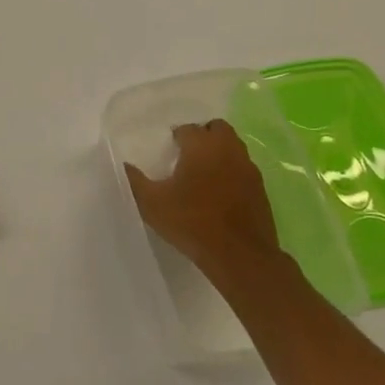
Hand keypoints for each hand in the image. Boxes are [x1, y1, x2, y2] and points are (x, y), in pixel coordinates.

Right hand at [124, 119, 280, 279]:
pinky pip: (243, 169)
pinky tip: (221, 194)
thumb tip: (123, 165)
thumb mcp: (152, 204)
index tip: (168, 152)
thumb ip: (134, 181)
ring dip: (219, 153)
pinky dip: (232, 173)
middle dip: (202, 136)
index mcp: (201, 145)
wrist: (240, 256)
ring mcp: (248, 168)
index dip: (176, 138)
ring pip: (233, 147)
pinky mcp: (261, 188)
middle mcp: (228, 148)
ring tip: (203, 175)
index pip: (187, 129)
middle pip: (216, 128)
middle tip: (187, 156)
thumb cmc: (192, 223)